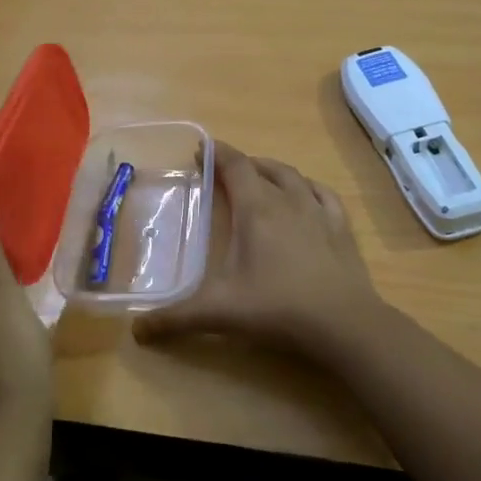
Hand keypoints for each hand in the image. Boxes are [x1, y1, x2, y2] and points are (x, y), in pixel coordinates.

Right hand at [135, 142, 388, 358]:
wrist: (343, 323)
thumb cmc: (278, 307)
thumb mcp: (220, 312)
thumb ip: (175, 318)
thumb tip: (137, 330)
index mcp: (257, 209)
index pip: (235, 166)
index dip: (217, 154)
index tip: (201, 150)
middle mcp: (288, 200)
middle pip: (262, 168)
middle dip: (241, 164)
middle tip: (224, 172)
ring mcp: (319, 212)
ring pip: (293, 177)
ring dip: (273, 171)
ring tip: (261, 177)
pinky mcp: (341, 228)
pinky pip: (323, 195)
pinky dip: (309, 188)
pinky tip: (307, 194)